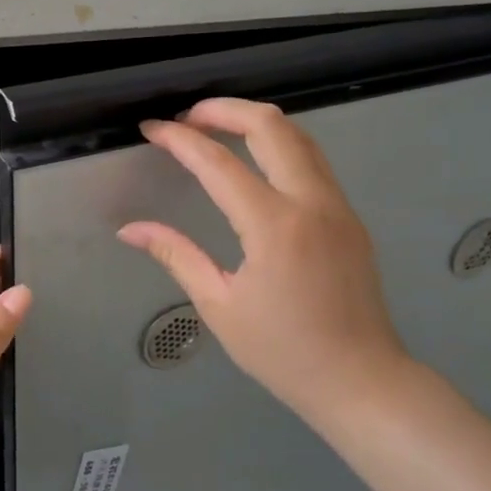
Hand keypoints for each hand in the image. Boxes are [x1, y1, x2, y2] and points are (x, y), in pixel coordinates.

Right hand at [117, 98, 410, 434]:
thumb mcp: (218, 305)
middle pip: (270, 126)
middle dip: (223, 109)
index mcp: (273, 226)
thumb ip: (175, 255)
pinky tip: (253, 160)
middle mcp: (311, 202)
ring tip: (215, 128)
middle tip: (186, 117)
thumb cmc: (283, 352)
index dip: (179, 139)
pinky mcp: (349, 217)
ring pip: (299, 136)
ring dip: (255, 121)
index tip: (151, 128)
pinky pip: (312, 161)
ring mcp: (337, 206)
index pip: (217, 162)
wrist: (362, 381)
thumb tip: (129, 229)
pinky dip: (278, 144)